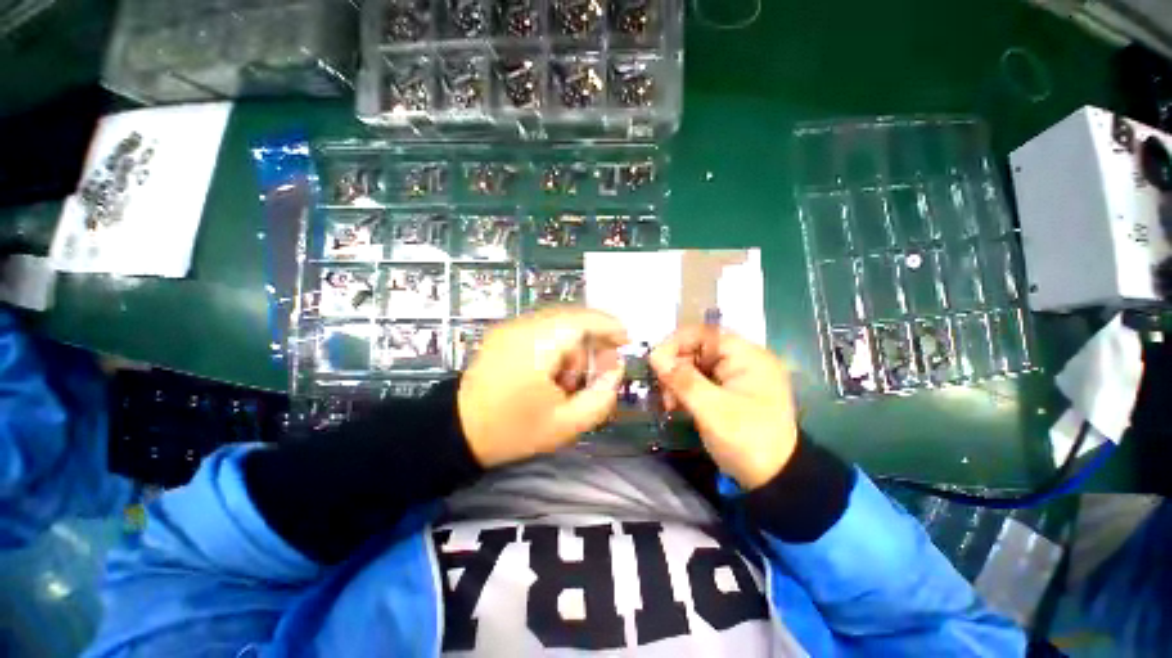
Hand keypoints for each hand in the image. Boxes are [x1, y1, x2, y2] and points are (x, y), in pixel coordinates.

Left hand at [458, 308, 626, 467]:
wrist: (458, 432)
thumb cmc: (514, 431)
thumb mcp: (568, 424)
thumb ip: (601, 394)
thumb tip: (615, 366)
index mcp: (537, 346)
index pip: (582, 319)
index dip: (608, 325)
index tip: (625, 339)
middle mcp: (522, 327)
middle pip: (571, 318)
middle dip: (592, 340)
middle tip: (598, 369)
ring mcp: (509, 327)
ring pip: (557, 323)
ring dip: (573, 344)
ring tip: (568, 379)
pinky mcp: (503, 333)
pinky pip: (541, 328)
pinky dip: (556, 344)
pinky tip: (552, 372)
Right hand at [649, 327, 798, 489]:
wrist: (775, 481)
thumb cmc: (747, 441)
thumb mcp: (712, 410)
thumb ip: (682, 379)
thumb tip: (654, 356)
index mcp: (747, 356)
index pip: (704, 333)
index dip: (676, 343)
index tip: (655, 363)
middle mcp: (742, 360)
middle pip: (697, 348)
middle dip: (675, 366)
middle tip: (662, 390)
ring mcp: (736, 376)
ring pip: (695, 365)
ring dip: (677, 380)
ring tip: (669, 403)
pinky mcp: (728, 391)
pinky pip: (700, 380)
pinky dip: (685, 390)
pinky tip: (676, 405)